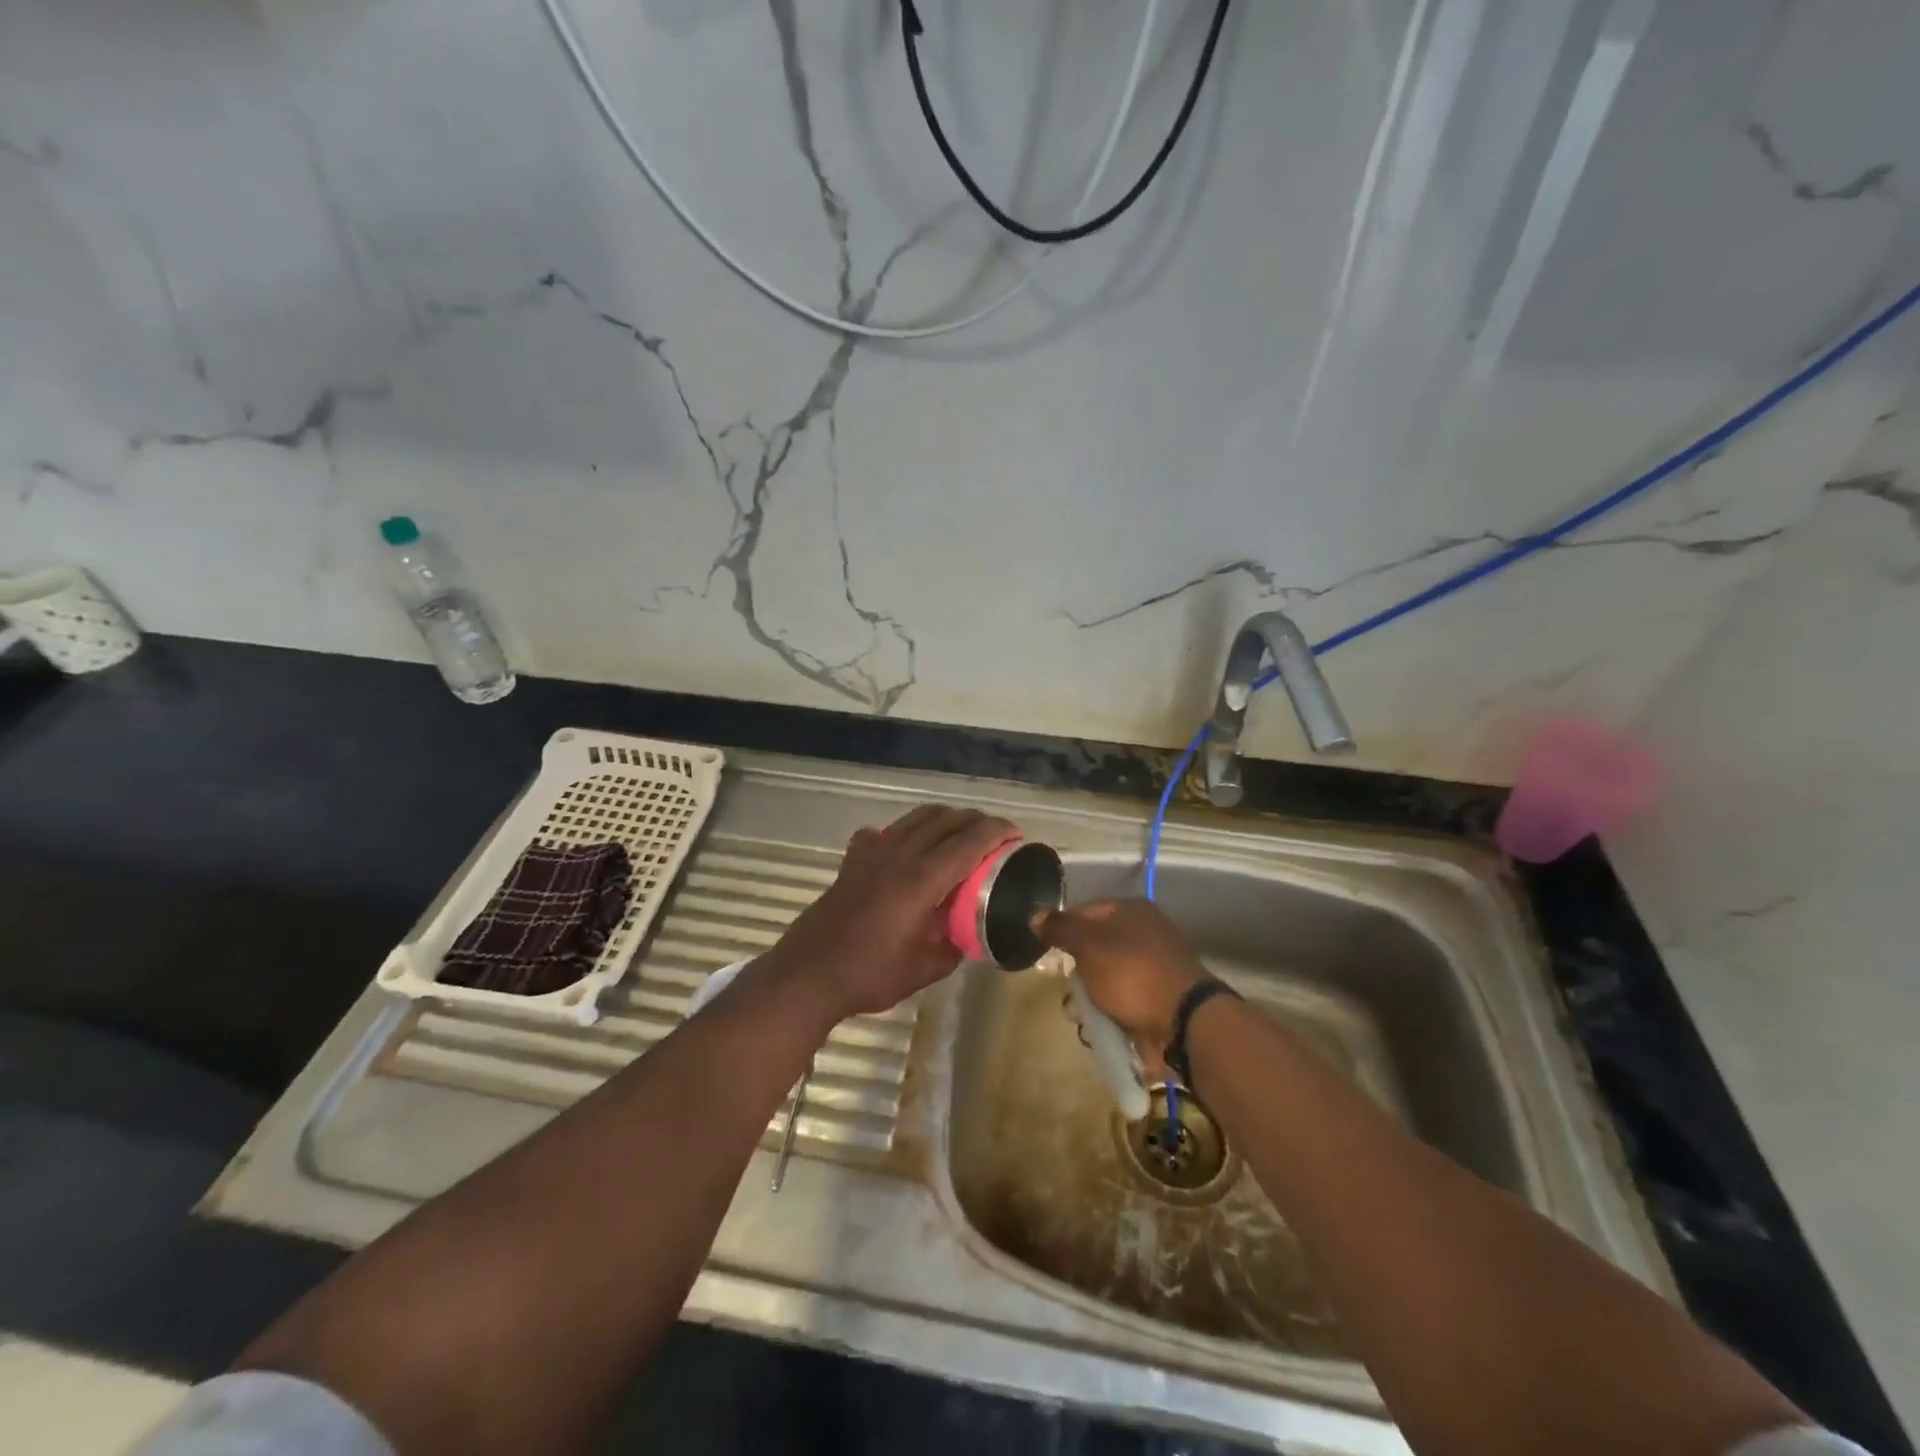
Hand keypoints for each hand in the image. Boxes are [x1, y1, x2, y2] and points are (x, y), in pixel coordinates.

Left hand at [763, 805, 1017, 1022]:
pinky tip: (905, 849)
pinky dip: (903, 832)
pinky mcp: (852, 861)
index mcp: (921, 880)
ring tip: (959, 832)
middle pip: (944, 820)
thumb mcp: (925, 969)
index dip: (995, 832)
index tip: (1016, 834)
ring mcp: (871, 853)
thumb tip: (968, 932)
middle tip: (994, 835)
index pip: (968, 842)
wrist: (809, 974)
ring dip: (944, 818)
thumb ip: (954, 945)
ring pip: (915, 818)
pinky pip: (883, 832)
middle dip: (975, 820)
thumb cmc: (870, 975)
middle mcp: (899, 856)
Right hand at [1041, 898, 1206, 1065]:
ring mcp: (1153, 968)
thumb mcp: (1088, 945)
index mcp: (1132, 911)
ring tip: (1081, 1015)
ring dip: (1090, 998)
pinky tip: (1098, 1027)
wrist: (1183, 1021)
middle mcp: (1145, 934)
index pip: (1085, 910)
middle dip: (1077, 971)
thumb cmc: (1131, 973)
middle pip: (1095, 947)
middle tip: (1068, 988)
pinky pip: (1122, 1002)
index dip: (1063, 928)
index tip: (1047, 950)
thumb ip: (1060, 929)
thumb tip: (1036, 914)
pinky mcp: (1157, 1000)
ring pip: (1106, 978)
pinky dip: (1109, 1013)